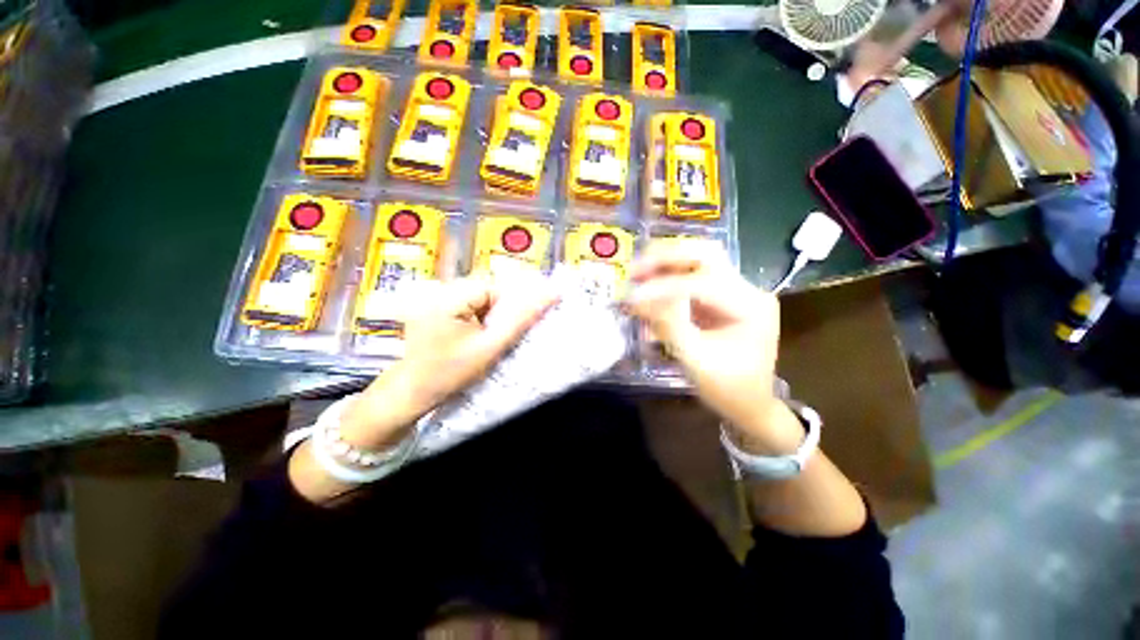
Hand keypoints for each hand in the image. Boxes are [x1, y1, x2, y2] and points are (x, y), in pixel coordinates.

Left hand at [338, 276, 558, 449]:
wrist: (413, 392)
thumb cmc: (451, 373)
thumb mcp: (490, 347)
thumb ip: (520, 320)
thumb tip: (551, 294)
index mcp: (447, 297)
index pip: (492, 286)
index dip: (507, 306)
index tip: (505, 330)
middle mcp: (435, 290)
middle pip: (483, 288)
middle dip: (496, 310)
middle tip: (494, 336)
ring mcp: (430, 297)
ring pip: (476, 295)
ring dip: (486, 313)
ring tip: (481, 337)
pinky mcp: (431, 305)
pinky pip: (464, 301)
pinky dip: (474, 315)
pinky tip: (470, 334)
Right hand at [624, 240, 799, 451]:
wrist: (751, 404)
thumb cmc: (728, 388)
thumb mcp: (696, 361)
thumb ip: (669, 326)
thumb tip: (639, 299)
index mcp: (751, 306)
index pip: (703, 283)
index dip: (664, 287)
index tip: (632, 296)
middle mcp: (747, 289)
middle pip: (706, 254)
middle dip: (667, 257)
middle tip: (635, 270)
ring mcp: (736, 290)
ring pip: (698, 259)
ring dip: (665, 263)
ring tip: (637, 274)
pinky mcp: (722, 297)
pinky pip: (692, 276)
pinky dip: (668, 277)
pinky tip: (648, 285)